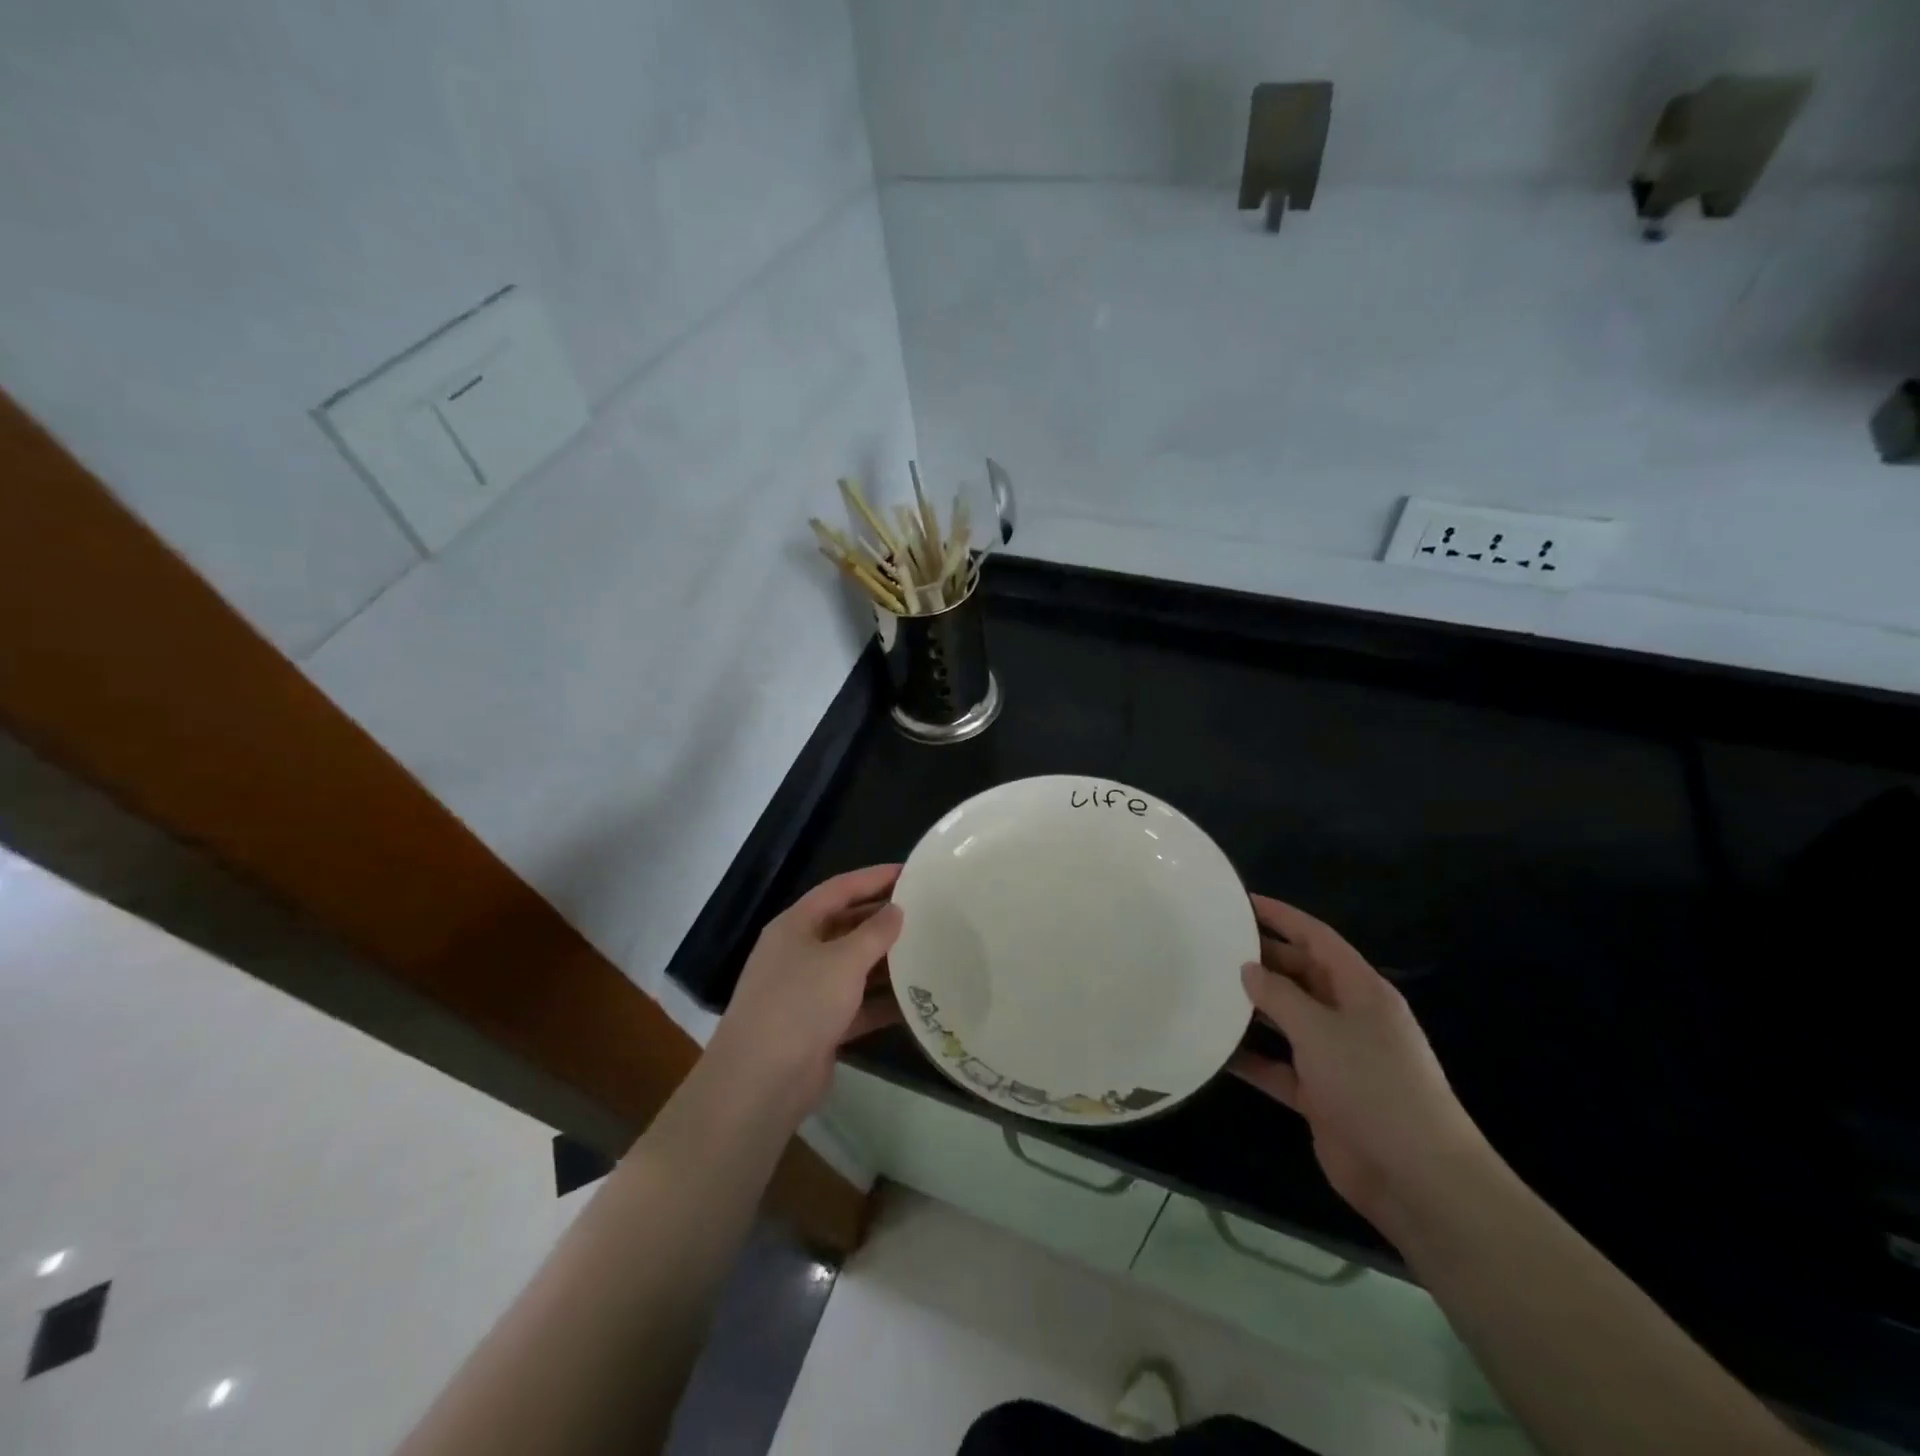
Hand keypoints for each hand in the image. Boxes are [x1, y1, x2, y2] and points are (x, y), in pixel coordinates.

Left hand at [706, 865, 904, 1123]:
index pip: (839, 889)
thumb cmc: (799, 1005)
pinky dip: (883, 1002)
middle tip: (927, 913)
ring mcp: (808, 991)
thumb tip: (896, 910)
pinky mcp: (820, 1026)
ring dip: (887, 962)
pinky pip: (858, 1004)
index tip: (911, 872)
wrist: (760, 1083)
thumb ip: (874, 933)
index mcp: (796, 926)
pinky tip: (918, 1000)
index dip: (874, 878)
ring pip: (854, 967)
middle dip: (884, 920)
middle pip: (847, 926)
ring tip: (930, 951)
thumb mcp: (842, 961)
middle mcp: (800, 953)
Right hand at [1231, 895, 1490, 1237]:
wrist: (1417, 1178)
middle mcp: (1349, 1018)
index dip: (1283, 916)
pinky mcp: (1322, 1095)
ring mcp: (1336, 1058)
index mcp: (1361, 991)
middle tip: (1212, 946)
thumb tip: (1248, 968)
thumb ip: (1279, 995)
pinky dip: (1251, 1058)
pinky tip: (1214, 1050)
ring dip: (1251, 1009)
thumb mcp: (1320, 1031)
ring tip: (1205, 989)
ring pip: (1286, 1021)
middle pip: (1300, 976)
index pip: (1318, 939)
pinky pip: (1279, 1066)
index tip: (1242, 901)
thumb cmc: (1373, 1086)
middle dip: (1261, 961)